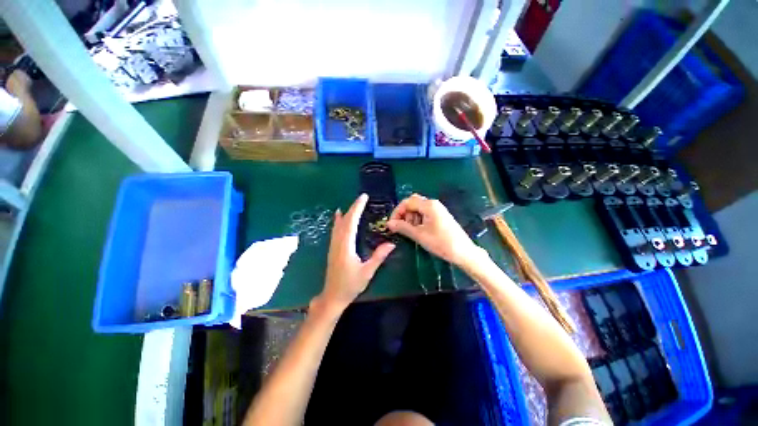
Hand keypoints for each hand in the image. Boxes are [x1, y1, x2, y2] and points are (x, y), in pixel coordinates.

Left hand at [318, 194, 395, 312]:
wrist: (332, 296)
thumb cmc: (350, 285)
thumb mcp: (367, 272)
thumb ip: (378, 257)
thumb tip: (391, 244)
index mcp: (346, 246)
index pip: (351, 222)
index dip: (357, 208)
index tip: (363, 197)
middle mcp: (338, 242)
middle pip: (344, 221)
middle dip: (353, 208)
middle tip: (362, 198)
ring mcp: (333, 245)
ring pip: (338, 225)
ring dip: (346, 213)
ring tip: (351, 204)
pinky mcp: (333, 249)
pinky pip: (335, 230)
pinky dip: (338, 221)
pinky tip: (338, 218)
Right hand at [387, 193, 483, 267]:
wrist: (463, 252)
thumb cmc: (441, 243)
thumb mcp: (419, 235)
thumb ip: (402, 227)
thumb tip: (389, 223)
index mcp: (428, 205)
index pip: (407, 202)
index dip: (397, 212)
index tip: (392, 224)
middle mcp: (433, 204)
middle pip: (412, 203)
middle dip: (404, 214)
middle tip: (402, 228)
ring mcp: (438, 210)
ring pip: (418, 209)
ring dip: (411, 218)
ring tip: (411, 232)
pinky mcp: (440, 217)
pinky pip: (425, 214)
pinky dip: (418, 221)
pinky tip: (419, 232)